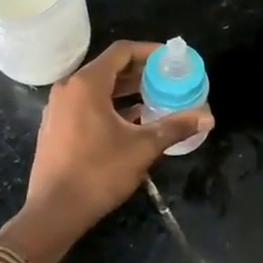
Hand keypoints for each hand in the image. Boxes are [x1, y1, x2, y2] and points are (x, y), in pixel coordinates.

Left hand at [0, 41, 212, 262]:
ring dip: (126, 90)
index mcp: (87, 84)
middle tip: (168, 79)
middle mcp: (69, 89)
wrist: (54, 211)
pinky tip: (132, 121)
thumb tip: (208, 118)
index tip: (171, 59)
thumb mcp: (143, 147)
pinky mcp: (56, 127)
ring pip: (97, 88)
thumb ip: (175, 127)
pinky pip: (86, 105)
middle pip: (109, 68)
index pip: (121, 52)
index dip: (149, 51)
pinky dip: (110, 105)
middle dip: (140, 72)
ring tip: (155, 98)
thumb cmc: (98, 172)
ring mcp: (58, 108)